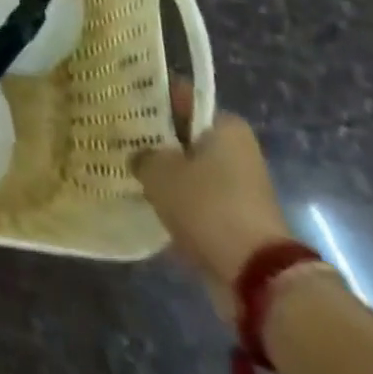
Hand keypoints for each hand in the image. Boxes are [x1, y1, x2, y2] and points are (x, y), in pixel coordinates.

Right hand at [132, 79, 293, 319]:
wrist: (255, 276)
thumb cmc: (207, 205)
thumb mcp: (158, 170)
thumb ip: (142, 154)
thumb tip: (139, 156)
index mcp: (226, 126)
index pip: (181, 97)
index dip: (149, 98)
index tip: (121, 102)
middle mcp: (236, 150)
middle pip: (185, 135)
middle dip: (155, 139)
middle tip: (117, 137)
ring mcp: (238, 186)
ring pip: (188, 169)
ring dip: (164, 173)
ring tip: (126, 169)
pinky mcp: (234, 217)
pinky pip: (195, 199)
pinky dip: (175, 201)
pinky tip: (145, 200)